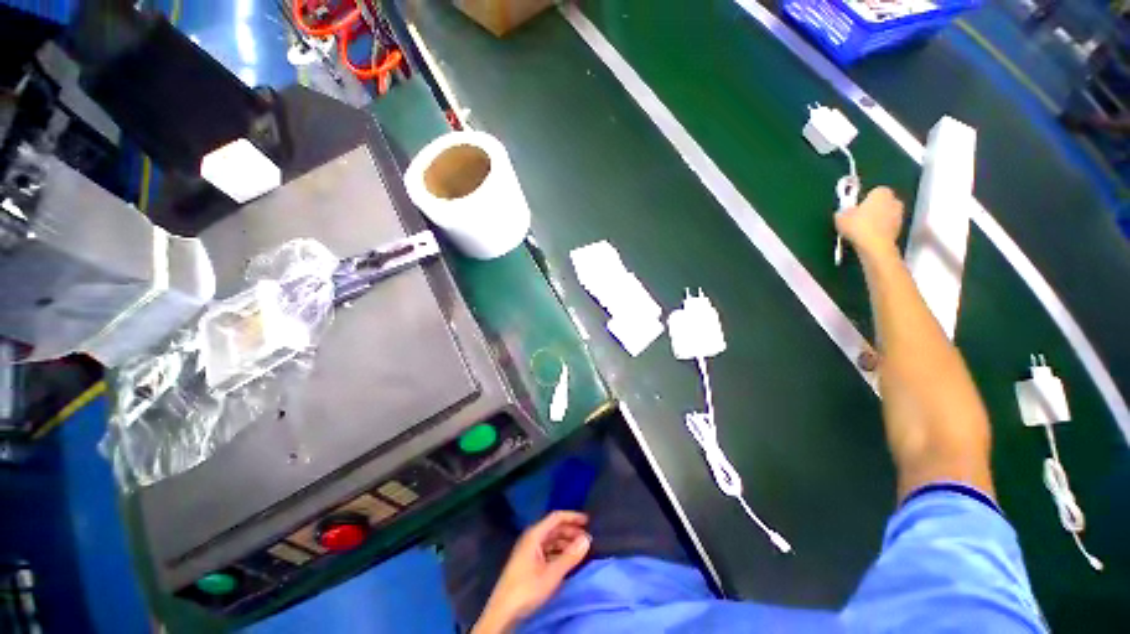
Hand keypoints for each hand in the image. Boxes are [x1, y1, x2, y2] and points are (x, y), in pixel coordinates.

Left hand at [472, 511, 590, 633]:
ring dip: (565, 543)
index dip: (572, 517)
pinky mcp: (528, 563)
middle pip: (554, 529)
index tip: (588, 521)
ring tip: (580, 551)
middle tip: (587, 539)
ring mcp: (529, 551)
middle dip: (571, 531)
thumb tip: (587, 539)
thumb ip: (570, 556)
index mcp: (534, 535)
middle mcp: (531, 539)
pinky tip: (567, 561)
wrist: (503, 612)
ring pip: (551, 540)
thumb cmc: (527, 589)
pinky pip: (547, 551)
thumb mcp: (551, 574)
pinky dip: (559, 553)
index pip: (556, 518)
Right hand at [835, 186, 904, 257]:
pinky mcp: (899, 230)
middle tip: (857, 218)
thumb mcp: (841, 217)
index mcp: (882, 192)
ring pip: (885, 215)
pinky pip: (886, 227)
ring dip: (876, 221)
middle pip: (882, 203)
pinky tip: (867, 237)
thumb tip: (843, 213)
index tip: (853, 208)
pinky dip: (878, 231)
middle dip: (872, 209)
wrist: (874, 246)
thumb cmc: (858, 227)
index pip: (873, 191)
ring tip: (860, 230)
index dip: (863, 200)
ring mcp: (899, 216)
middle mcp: (895, 201)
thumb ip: (843, 212)